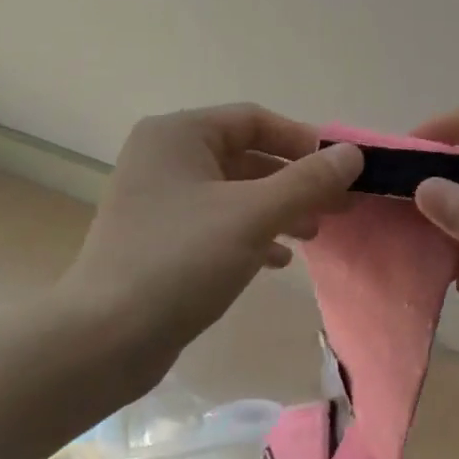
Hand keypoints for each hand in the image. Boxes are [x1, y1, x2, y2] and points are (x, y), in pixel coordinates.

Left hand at [60, 105, 362, 382]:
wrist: (105, 338)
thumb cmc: (181, 261)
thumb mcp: (253, 216)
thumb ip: (307, 181)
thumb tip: (353, 154)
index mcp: (178, 135)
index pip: (254, 120)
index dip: (303, 141)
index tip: (343, 170)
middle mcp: (164, 158)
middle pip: (246, 156)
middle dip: (295, 181)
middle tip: (339, 206)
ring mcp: (158, 200)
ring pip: (234, 193)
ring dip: (278, 209)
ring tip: (315, 233)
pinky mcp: (159, 239)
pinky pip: (217, 223)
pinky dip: (251, 234)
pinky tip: (278, 261)